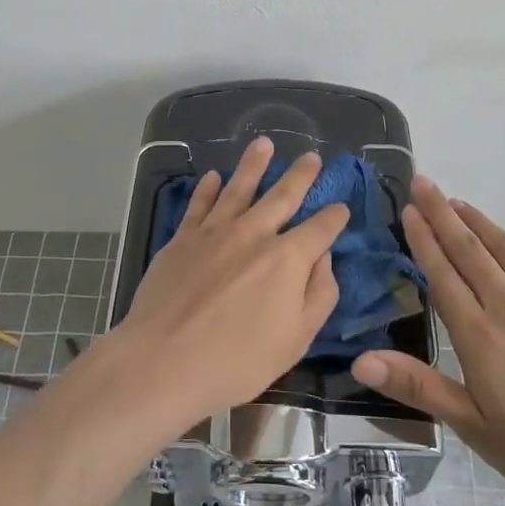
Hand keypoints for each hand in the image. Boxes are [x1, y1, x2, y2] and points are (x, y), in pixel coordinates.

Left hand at [106, 138, 350, 431]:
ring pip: (239, 187)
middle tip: (312, 157)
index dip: (335, 216)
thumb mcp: (296, 340)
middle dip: (301, 175)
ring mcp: (215, 231)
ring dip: (254, 164)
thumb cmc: (237, 362)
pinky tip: (214, 176)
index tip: (341, 208)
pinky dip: (209, 188)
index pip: (321, 229)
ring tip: (264, 143)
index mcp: (288, 259)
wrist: (163, 360)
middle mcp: (254, 234)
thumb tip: (324, 258)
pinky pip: (200, 204)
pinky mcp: (183, 238)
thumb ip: (319, 295)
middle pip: (283, 196)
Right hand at [351, 176, 504, 505]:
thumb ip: (418, 387)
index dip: (423, 239)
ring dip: (480, 222)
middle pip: (470, 250)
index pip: (442, 275)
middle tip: (423, 183)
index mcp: (480, 336)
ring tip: (458, 203)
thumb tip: (361, 360)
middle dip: (443, 214)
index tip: (408, 210)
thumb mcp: (474, 428)